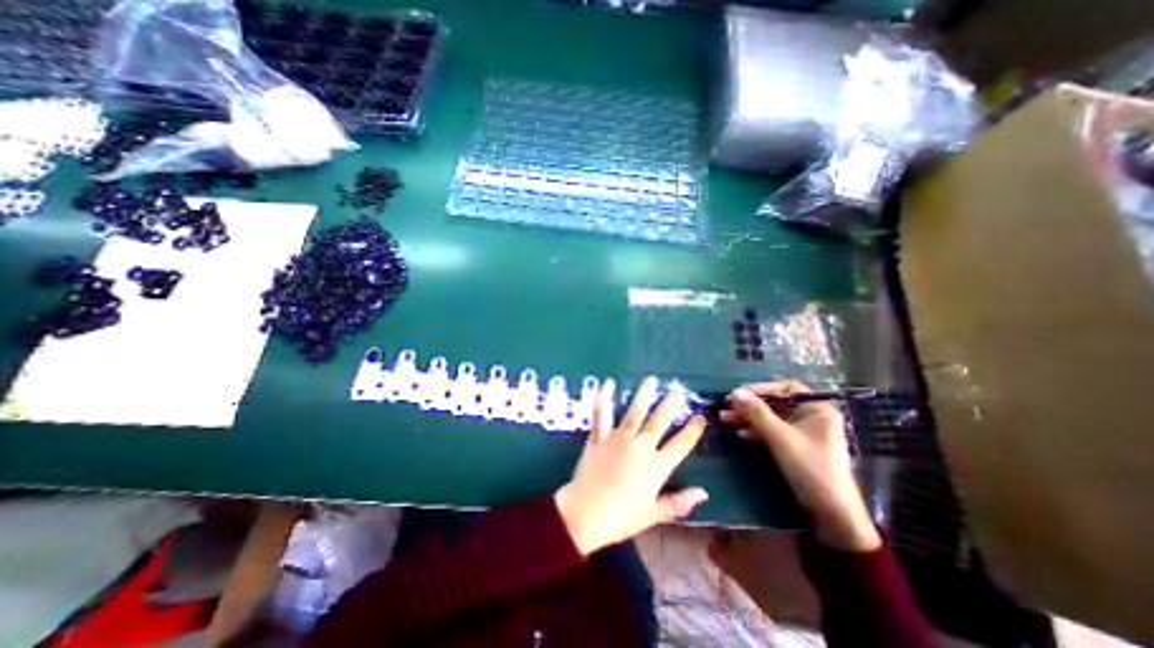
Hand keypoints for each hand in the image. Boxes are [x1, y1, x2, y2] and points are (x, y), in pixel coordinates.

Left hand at [555, 378, 707, 554]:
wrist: (587, 513)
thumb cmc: (622, 517)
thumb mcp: (654, 514)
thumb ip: (679, 502)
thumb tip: (704, 493)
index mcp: (656, 466)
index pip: (681, 445)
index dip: (692, 430)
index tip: (700, 417)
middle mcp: (640, 447)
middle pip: (659, 421)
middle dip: (670, 404)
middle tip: (678, 389)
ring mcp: (618, 438)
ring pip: (634, 411)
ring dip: (644, 394)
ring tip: (651, 379)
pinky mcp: (599, 436)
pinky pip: (602, 413)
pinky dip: (605, 397)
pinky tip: (609, 383)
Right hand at [725, 379, 880, 552]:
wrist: (832, 513)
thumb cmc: (809, 467)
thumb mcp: (779, 436)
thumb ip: (756, 412)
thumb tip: (734, 392)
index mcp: (817, 408)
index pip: (785, 388)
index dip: (761, 388)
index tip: (738, 393)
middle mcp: (813, 416)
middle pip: (776, 403)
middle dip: (750, 406)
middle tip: (726, 408)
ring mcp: (805, 432)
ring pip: (772, 418)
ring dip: (750, 418)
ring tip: (726, 420)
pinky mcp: (798, 446)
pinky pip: (775, 431)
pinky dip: (758, 431)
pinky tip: (741, 434)